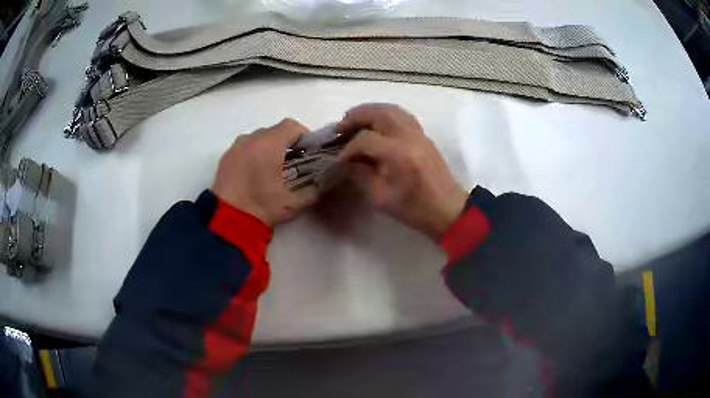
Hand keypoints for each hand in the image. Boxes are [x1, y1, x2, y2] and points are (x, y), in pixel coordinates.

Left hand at [211, 119, 317, 226]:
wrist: (226, 221)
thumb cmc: (261, 207)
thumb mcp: (293, 203)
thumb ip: (314, 191)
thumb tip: (326, 183)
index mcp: (269, 144)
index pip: (292, 126)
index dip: (304, 135)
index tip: (308, 152)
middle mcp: (251, 139)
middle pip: (274, 131)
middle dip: (286, 142)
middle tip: (292, 162)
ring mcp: (236, 147)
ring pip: (258, 138)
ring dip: (268, 147)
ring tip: (272, 168)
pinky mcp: (225, 157)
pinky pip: (244, 147)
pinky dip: (253, 153)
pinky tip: (255, 173)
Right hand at [337, 104, 467, 239]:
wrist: (449, 210)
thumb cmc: (416, 210)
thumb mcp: (383, 199)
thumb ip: (363, 175)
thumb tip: (348, 161)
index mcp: (400, 155)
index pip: (366, 139)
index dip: (349, 148)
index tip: (340, 159)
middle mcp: (410, 137)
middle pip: (379, 114)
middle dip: (356, 117)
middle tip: (340, 128)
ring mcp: (419, 134)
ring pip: (391, 110)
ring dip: (370, 111)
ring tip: (354, 120)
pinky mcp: (424, 136)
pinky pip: (402, 115)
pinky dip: (385, 114)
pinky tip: (375, 123)